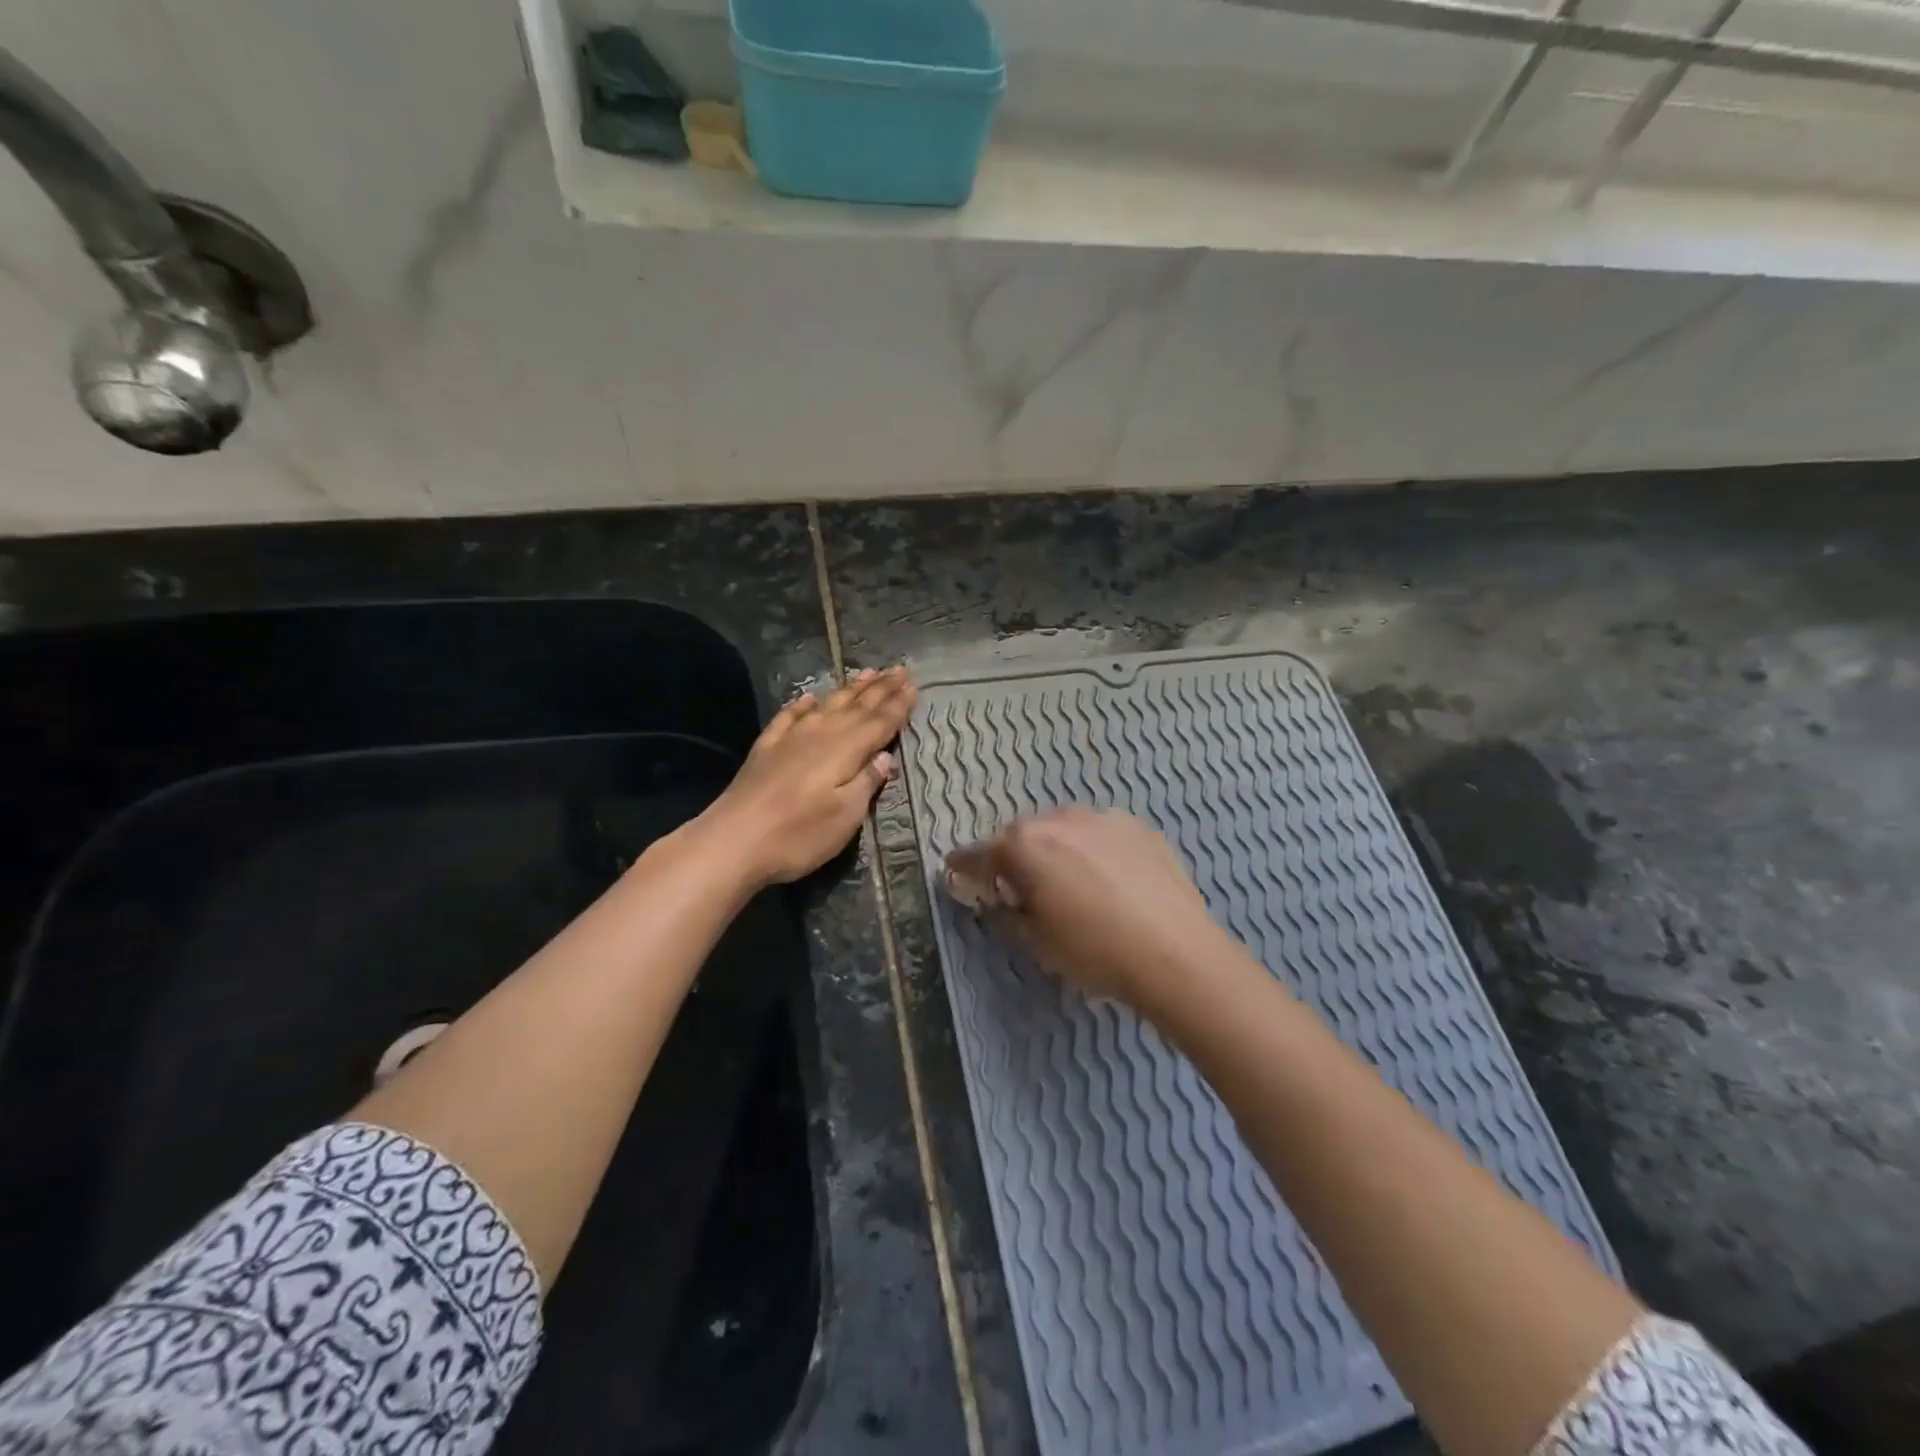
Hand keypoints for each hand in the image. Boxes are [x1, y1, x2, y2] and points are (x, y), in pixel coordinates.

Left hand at [704, 667, 916, 888]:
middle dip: (881, 688)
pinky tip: (810, 698)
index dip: (899, 704)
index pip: (880, 722)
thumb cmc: (799, 834)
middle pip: (857, 707)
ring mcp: (790, 738)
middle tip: (899, 669)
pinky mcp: (766, 748)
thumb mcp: (846, 816)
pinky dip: (803, 705)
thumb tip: (885, 757)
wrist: (733, 841)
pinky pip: (790, 716)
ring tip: (867, 673)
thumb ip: (867, 782)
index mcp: (846, 750)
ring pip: (828, 705)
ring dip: (850, 690)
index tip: (913, 684)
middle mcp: (821, 734)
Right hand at [944, 807, 1239, 1014]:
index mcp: (1024, 845)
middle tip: (1021, 889)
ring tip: (1069, 883)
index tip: (954, 872)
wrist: (1177, 953)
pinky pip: (1098, 833)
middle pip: (1020, 835)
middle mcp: (1058, 818)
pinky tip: (1108, 879)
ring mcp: (1101, 817)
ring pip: (1061, 829)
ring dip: (1054, 849)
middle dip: (1014, 858)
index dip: (963, 866)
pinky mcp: (1136, 825)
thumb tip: (996, 899)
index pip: (978, 854)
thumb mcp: (1036, 942)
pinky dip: (1091, 849)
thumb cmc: (1095, 951)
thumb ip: (1004, 912)